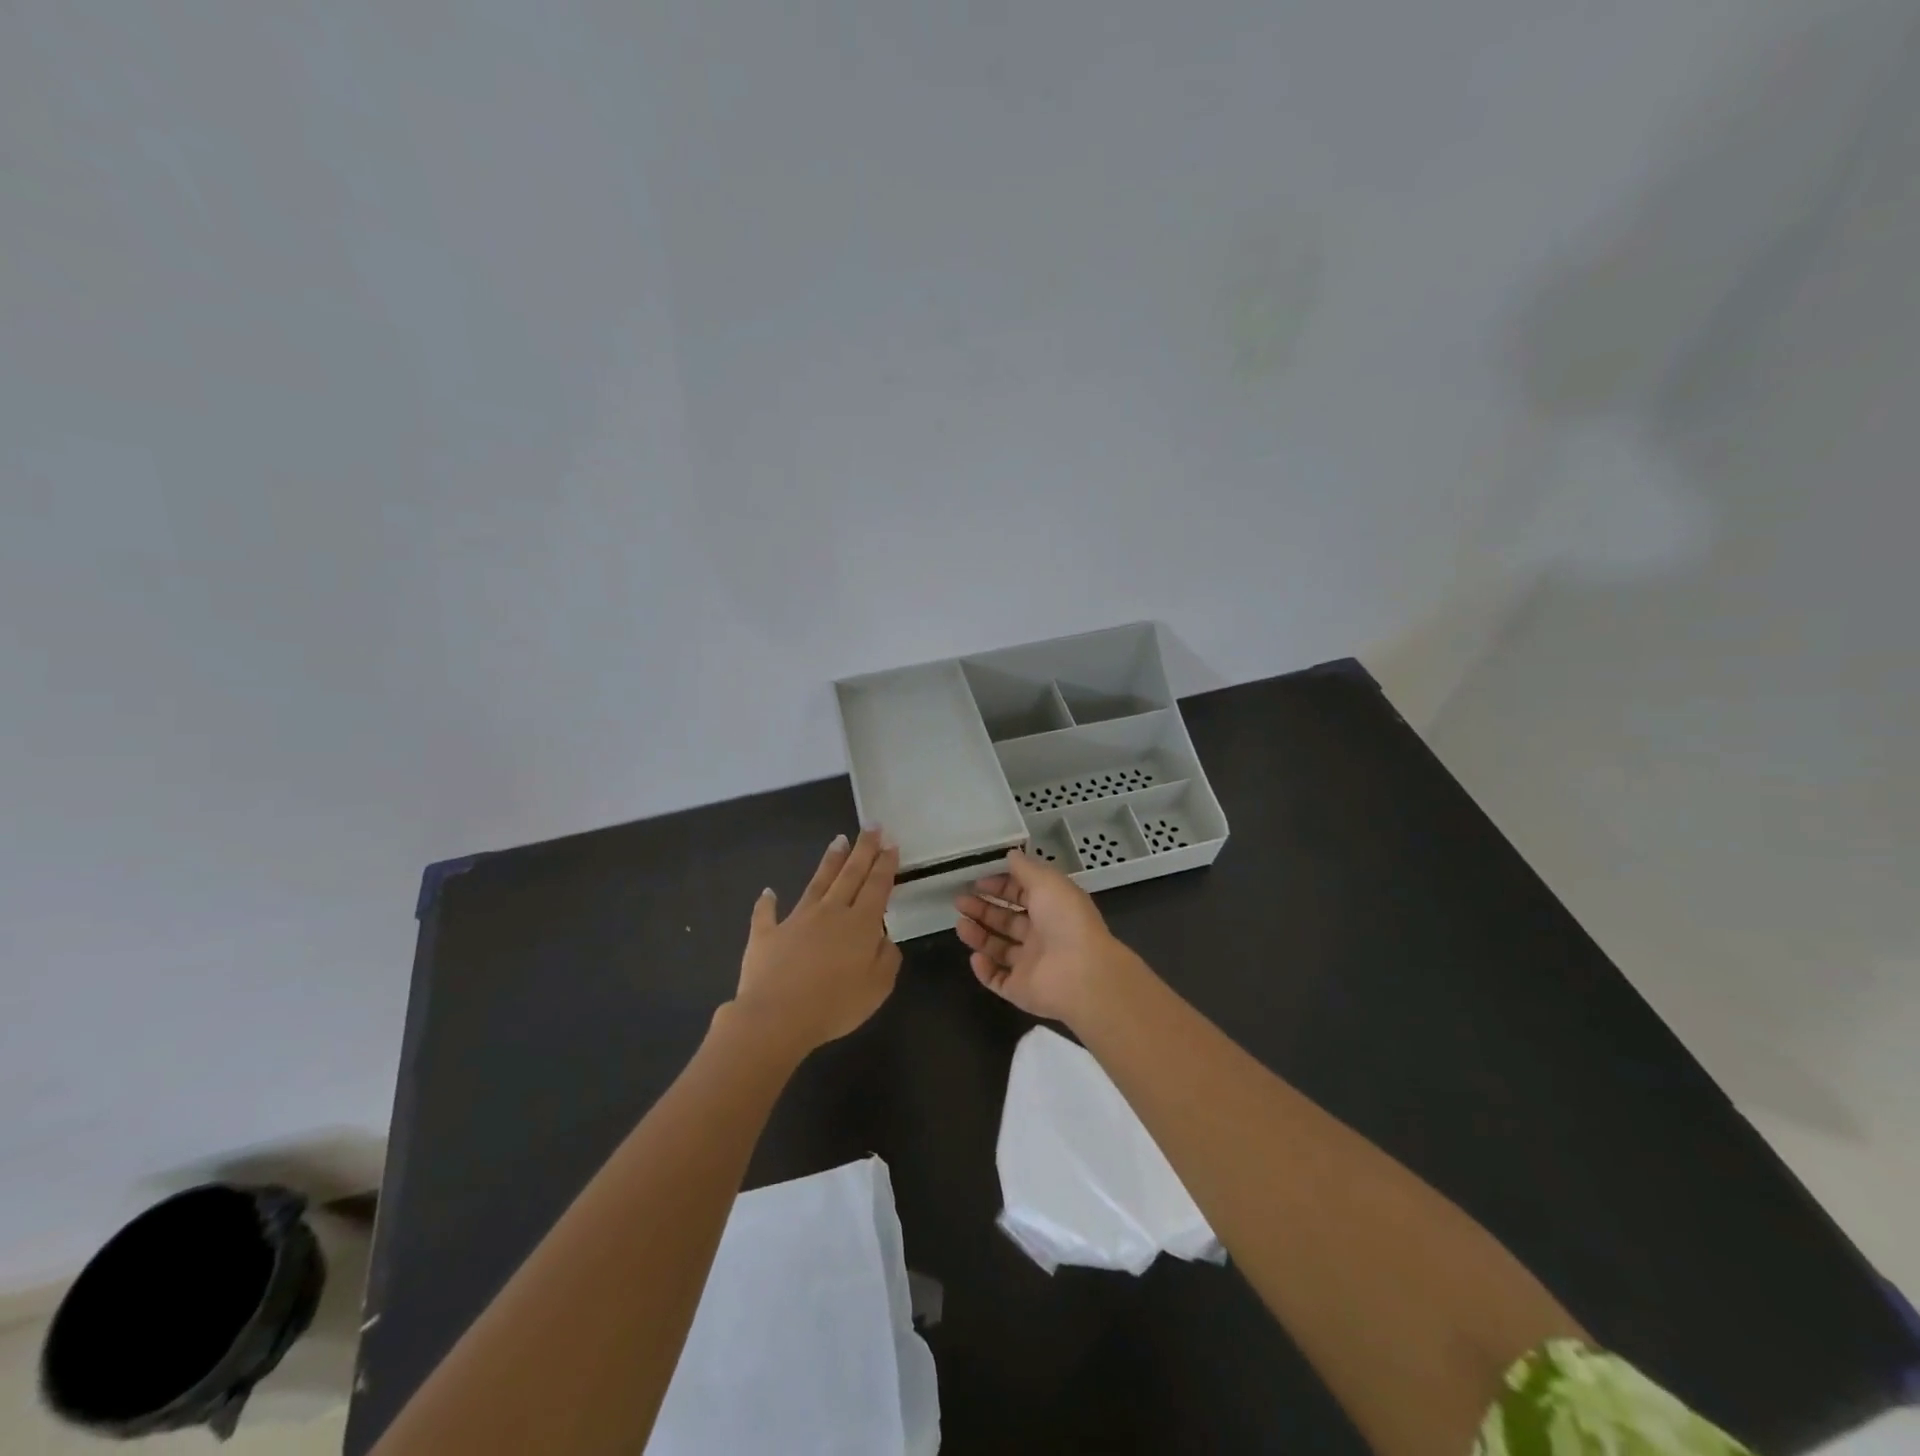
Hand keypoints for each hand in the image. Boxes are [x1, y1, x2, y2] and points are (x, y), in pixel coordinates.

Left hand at [731, 829, 901, 1056]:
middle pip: (850, 874)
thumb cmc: (835, 1005)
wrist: (777, 1017)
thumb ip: (887, 958)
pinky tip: (768, 892)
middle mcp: (830, 912)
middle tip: (871, 825)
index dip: (886, 864)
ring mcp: (796, 920)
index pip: (877, 886)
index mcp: (860, 924)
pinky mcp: (767, 935)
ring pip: (817, 883)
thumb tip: (884, 937)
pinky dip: (767, 903)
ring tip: (838, 840)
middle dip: (863, 849)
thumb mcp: (878, 987)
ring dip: (830, 861)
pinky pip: (766, 914)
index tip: (891, 842)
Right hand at [954, 846, 1142, 1023]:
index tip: (976, 881)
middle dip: (983, 909)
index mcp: (1052, 909)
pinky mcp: (1021, 990)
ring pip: (999, 949)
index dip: (1000, 887)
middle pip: (1008, 921)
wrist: (1081, 974)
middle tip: (959, 901)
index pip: (1022, 895)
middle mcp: (1042, 936)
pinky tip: (975, 957)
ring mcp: (1032, 965)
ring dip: (979, 936)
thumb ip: (1026, 868)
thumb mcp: (1047, 882)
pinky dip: (984, 970)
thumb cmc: (1065, 920)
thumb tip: (1011, 854)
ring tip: (960, 924)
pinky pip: (998, 979)